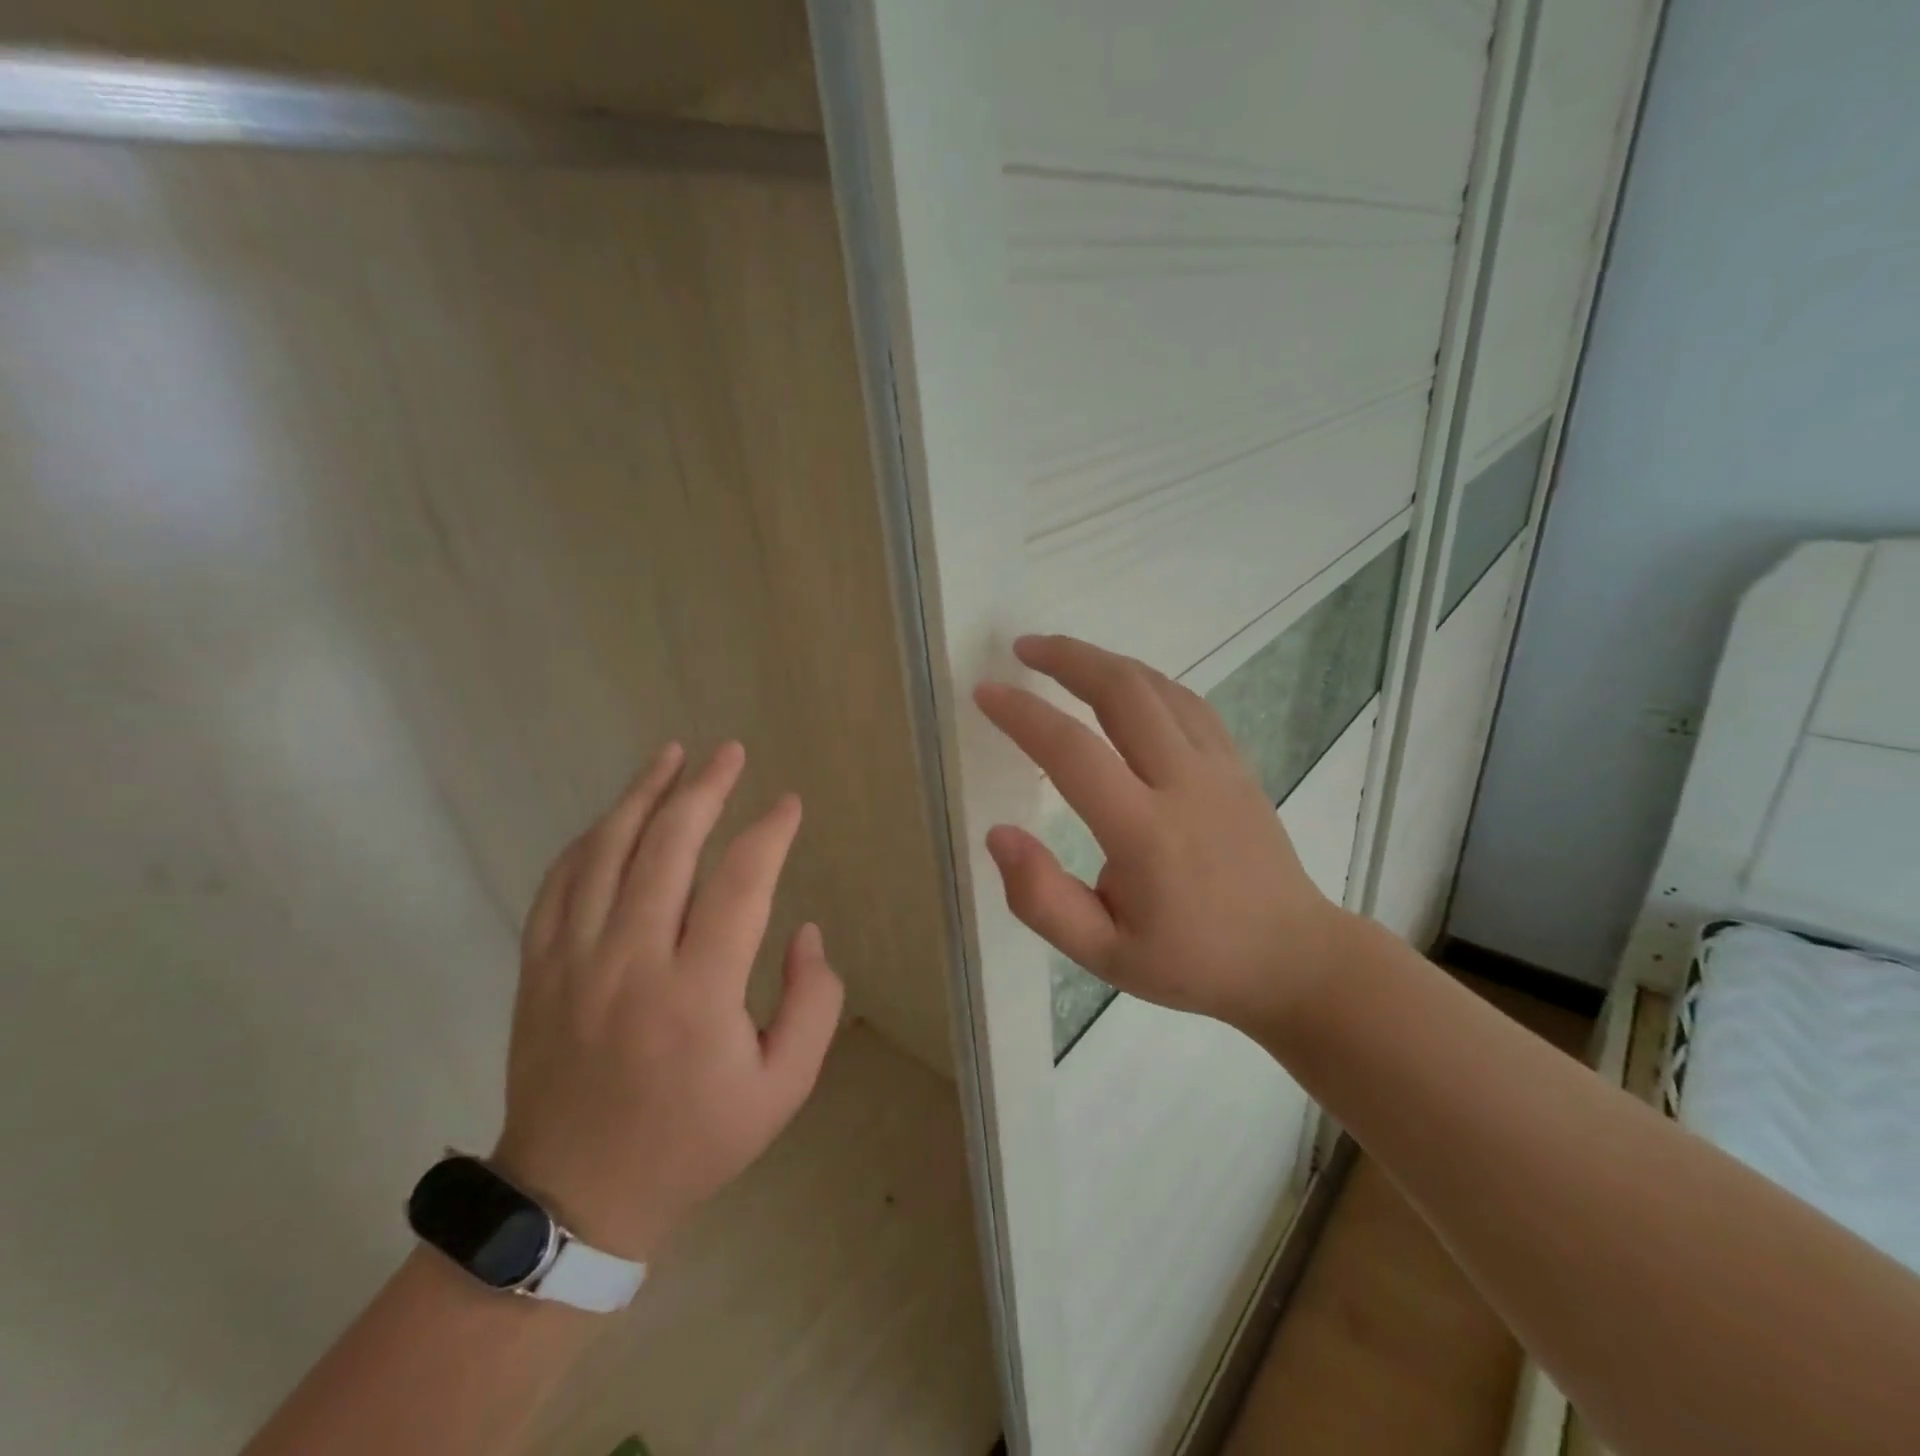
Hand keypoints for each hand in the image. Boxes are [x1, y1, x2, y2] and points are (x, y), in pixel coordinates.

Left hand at [491, 741, 843, 1261]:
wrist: (574, 1198)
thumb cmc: (692, 1142)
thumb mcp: (782, 1090)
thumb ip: (811, 1004)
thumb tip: (807, 932)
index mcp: (699, 992)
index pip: (741, 883)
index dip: (770, 833)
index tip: (790, 805)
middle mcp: (632, 961)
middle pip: (668, 846)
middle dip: (706, 788)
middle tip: (731, 752)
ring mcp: (574, 960)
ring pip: (607, 851)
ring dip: (643, 794)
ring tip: (672, 755)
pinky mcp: (538, 969)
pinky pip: (560, 883)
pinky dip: (591, 838)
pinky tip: (615, 815)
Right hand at [974, 635, 1354, 1034]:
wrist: (1293, 959)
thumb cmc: (1192, 963)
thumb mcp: (1104, 956)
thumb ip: (1042, 900)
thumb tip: (998, 835)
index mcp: (1145, 833)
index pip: (1073, 753)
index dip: (1023, 716)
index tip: (986, 692)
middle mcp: (1184, 784)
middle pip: (1123, 692)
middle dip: (1067, 658)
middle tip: (1022, 648)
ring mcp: (1219, 767)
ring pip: (1158, 687)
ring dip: (1104, 661)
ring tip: (1061, 656)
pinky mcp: (1238, 765)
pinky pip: (1187, 703)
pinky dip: (1145, 681)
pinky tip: (1123, 685)